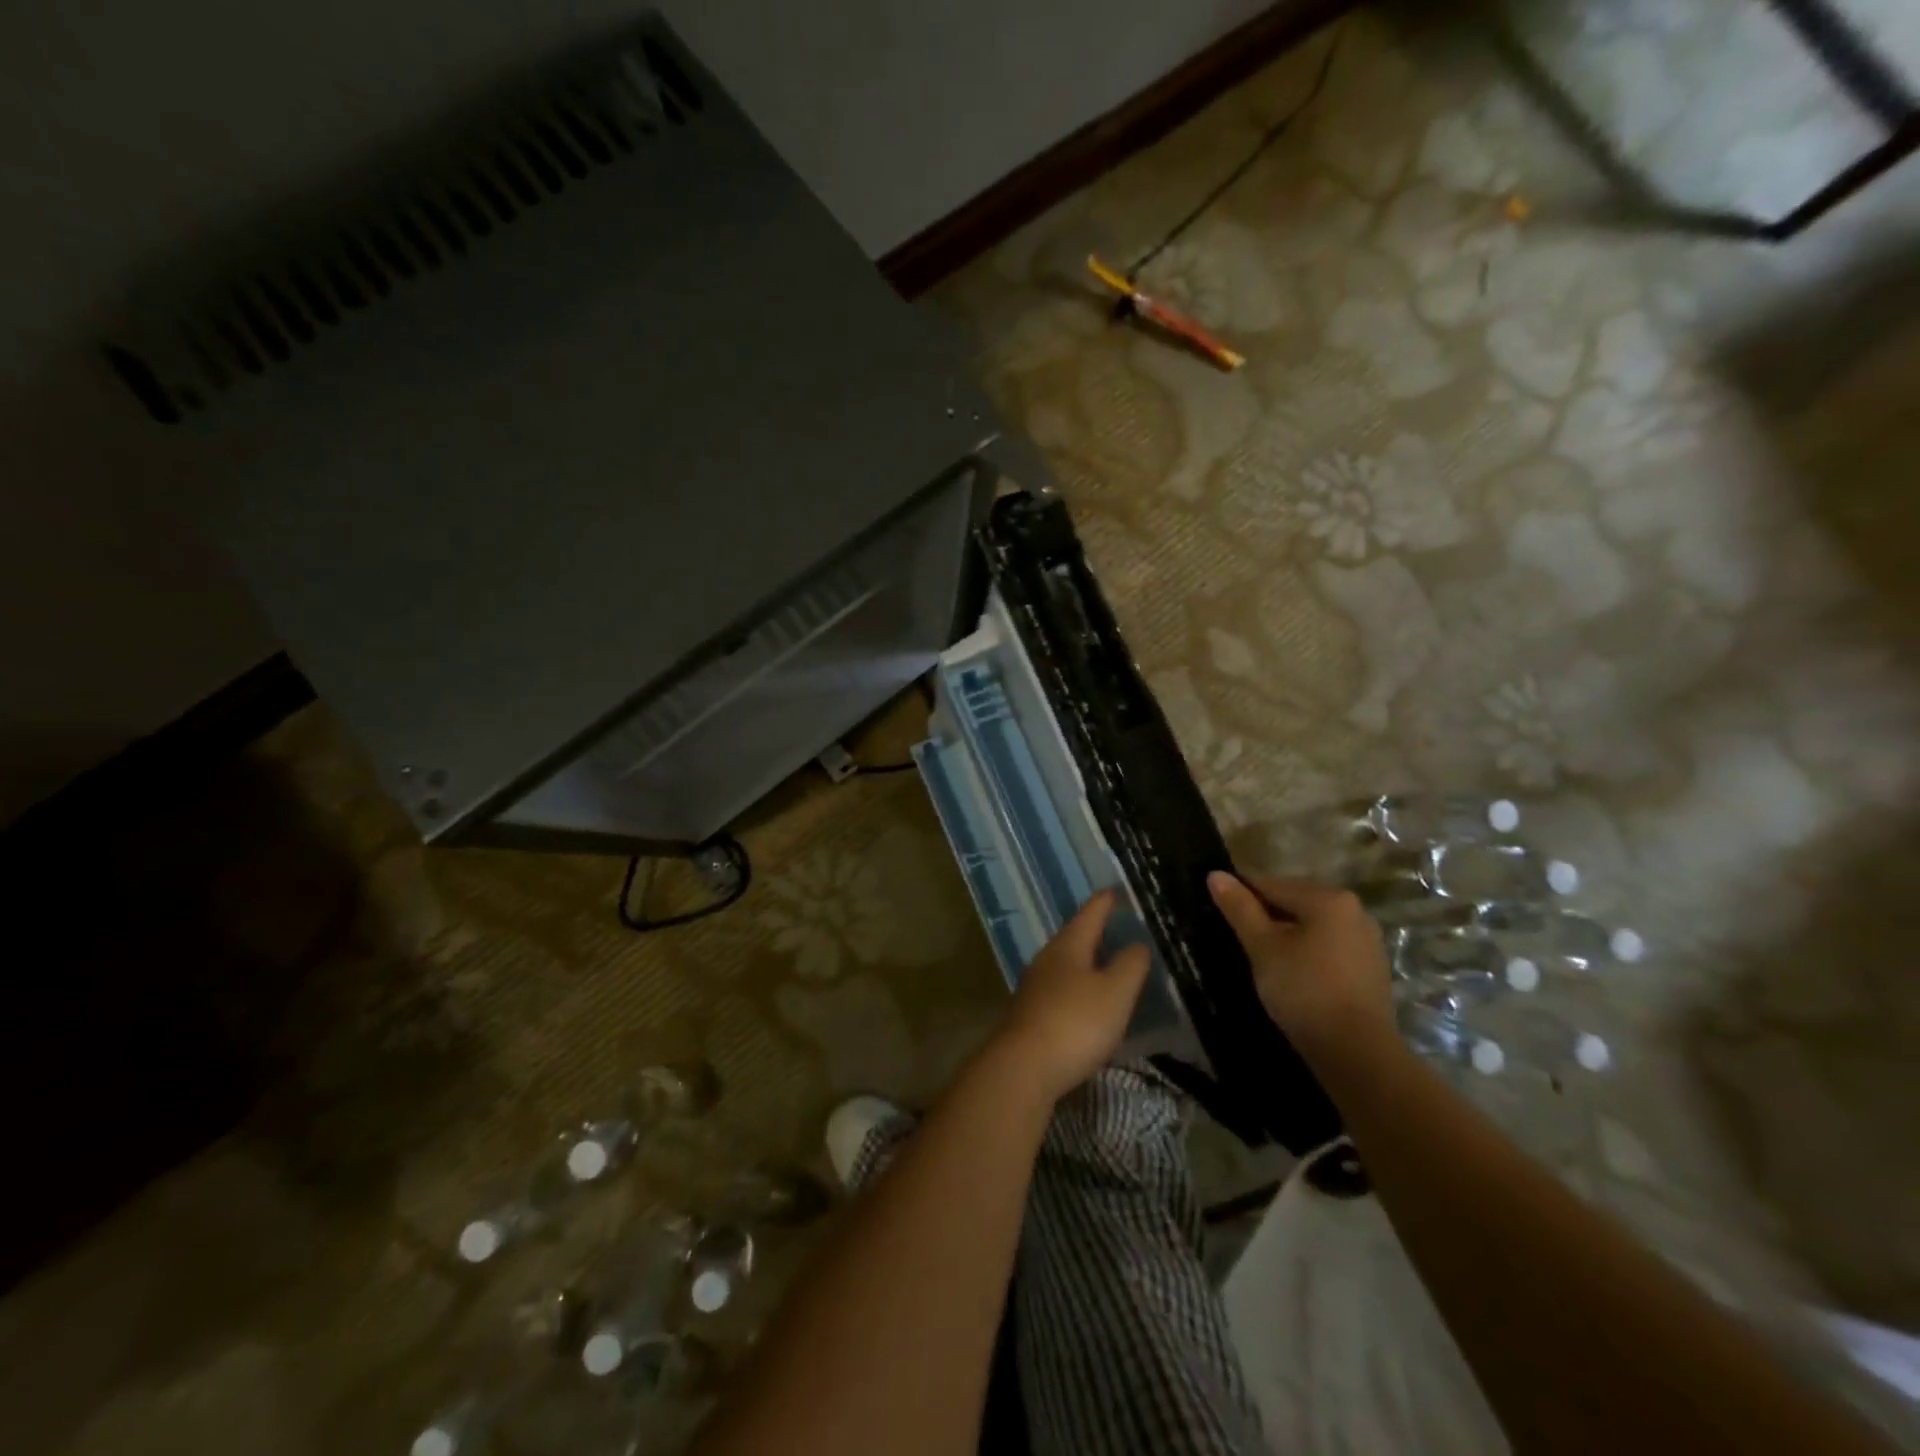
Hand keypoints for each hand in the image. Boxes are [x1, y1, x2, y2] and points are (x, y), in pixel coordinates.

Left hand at [989, 890, 1152, 1102]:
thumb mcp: (1115, 992)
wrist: (1023, 1068)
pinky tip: (1088, 1002)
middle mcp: (1047, 959)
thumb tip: (1137, 944)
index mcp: (1068, 946)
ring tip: (1107, 962)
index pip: (1090, 913)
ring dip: (1087, 961)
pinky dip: (1079, 988)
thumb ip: (1130, 965)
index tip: (1116, 890)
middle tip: (1118, 925)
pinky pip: (1061, 990)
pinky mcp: (1031, 1014)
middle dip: (1095, 930)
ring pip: (1066, 964)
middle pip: (1074, 937)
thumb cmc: (1075, 1023)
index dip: (1106, 901)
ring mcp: (1035, 987)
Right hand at [1206, 871, 1393, 1061]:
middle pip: (1295, 902)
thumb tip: (1215, 874)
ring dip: (1286, 934)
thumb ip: (1240, 908)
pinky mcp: (1371, 968)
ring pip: (1313, 926)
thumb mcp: (1263, 947)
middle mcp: (1354, 911)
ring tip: (1259, 954)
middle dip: (1265, 915)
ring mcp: (1367, 941)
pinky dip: (1307, 951)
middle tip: (1236, 934)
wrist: (1356, 1053)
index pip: (1272, 885)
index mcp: (1329, 899)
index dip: (1241, 893)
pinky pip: (1329, 947)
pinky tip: (1290, 971)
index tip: (1217, 904)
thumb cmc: (1304, 991)